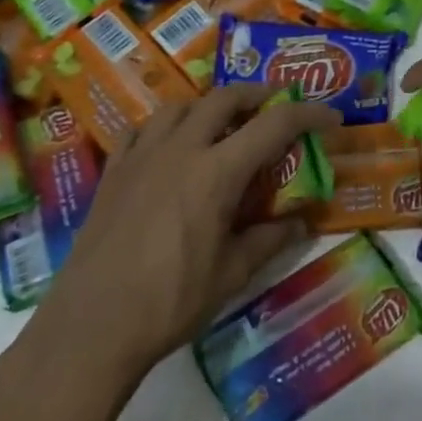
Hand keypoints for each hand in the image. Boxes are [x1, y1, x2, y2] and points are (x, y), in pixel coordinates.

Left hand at [21, 84, 342, 382]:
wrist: (91, 326)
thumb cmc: (170, 302)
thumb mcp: (232, 274)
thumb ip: (270, 239)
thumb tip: (301, 221)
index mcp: (216, 172)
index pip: (274, 124)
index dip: (308, 114)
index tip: (330, 119)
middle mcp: (180, 150)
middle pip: (224, 98)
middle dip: (258, 95)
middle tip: (277, 107)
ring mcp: (141, 156)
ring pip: (180, 106)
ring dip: (210, 105)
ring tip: (224, 123)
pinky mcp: (113, 172)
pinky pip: (142, 129)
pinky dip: (166, 125)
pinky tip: (170, 145)